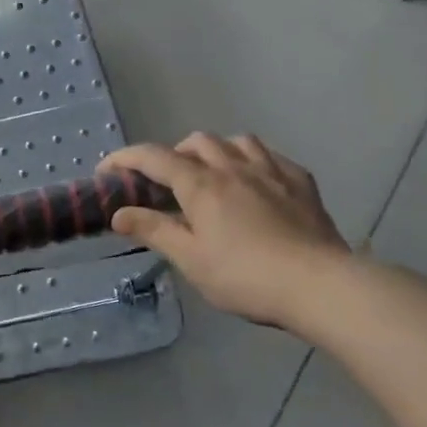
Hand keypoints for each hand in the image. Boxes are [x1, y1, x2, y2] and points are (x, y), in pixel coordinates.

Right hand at [101, 134, 351, 330]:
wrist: (320, 285)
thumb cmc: (245, 276)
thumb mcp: (190, 259)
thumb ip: (153, 230)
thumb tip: (118, 214)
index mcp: (201, 184)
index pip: (153, 158)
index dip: (125, 159)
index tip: (106, 170)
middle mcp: (233, 166)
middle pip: (196, 142)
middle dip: (173, 154)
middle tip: (166, 183)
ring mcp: (271, 171)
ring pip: (236, 141)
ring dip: (215, 151)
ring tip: (211, 174)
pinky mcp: (301, 183)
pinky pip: (271, 156)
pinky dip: (252, 161)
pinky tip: (255, 181)